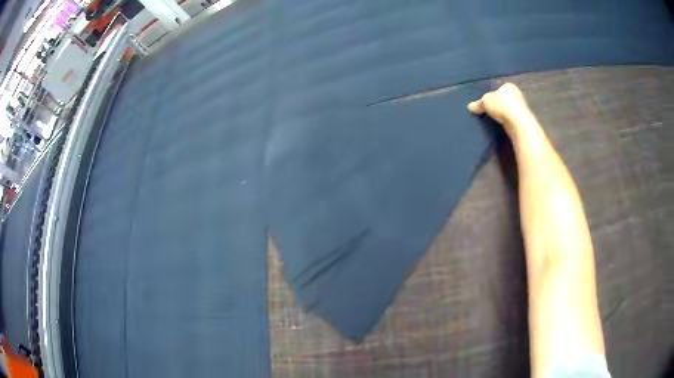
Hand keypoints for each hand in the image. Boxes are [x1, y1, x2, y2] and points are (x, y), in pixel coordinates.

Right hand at [467, 83, 534, 137]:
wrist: (518, 123)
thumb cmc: (502, 106)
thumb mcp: (485, 102)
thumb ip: (478, 103)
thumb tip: (470, 107)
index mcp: (509, 86)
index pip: (498, 89)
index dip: (491, 95)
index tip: (486, 103)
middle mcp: (517, 94)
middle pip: (504, 99)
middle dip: (498, 105)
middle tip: (489, 112)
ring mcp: (522, 107)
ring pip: (509, 109)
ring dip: (503, 114)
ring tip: (494, 120)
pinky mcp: (524, 119)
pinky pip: (512, 118)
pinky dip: (507, 121)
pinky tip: (502, 125)